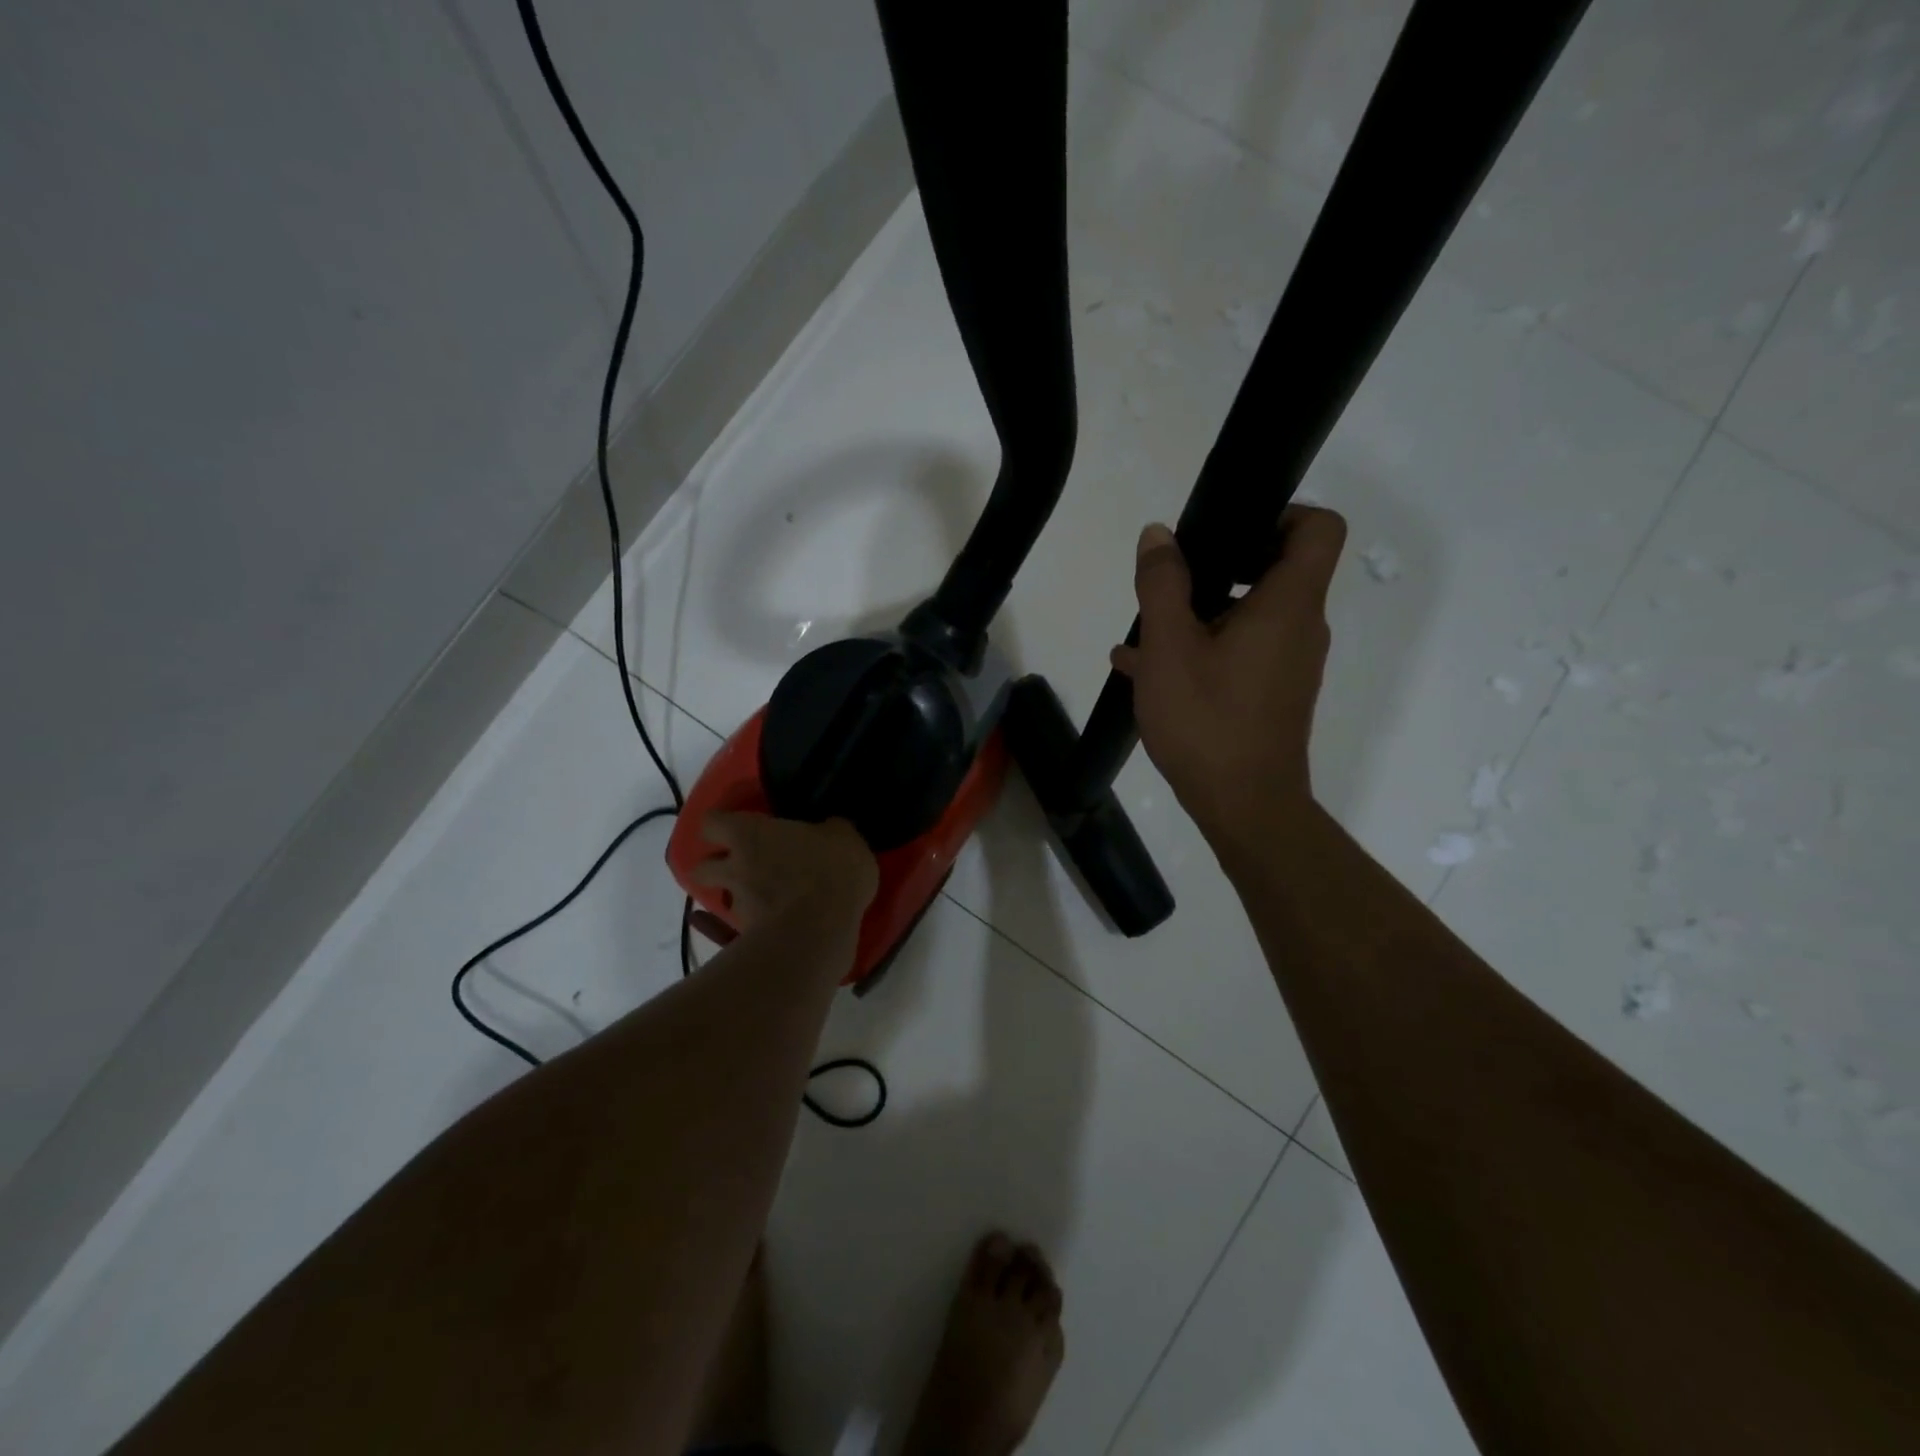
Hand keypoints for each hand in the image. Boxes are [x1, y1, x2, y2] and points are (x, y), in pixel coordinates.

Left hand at [689, 812, 877, 935]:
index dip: (720, 824)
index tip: (737, 825)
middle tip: (742, 865)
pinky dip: (747, 932)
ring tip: (763, 903)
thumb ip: (828, 830)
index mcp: (749, 836)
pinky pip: (738, 934)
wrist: (823, 930)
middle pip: (701, 868)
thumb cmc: (830, 870)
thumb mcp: (845, 836)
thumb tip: (829, 830)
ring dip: (739, 899)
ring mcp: (739, 908)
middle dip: (715, 867)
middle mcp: (735, 870)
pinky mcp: (748, 941)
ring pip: (724, 901)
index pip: (711, 823)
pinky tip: (768, 933)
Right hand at [1111, 507, 1346, 852]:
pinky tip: (1145, 669)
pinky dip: (1201, 648)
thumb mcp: (1170, 647)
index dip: (1280, 512)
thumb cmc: (1208, 721)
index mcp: (1289, 604)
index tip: (1227, 530)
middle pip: (1277, 569)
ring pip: (1248, 615)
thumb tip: (1159, 535)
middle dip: (1220, 565)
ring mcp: (1288, 664)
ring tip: (1143, 633)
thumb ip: (1162, 584)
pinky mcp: (1271, 695)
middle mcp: (1300, 628)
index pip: (1319, 527)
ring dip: (1198, 613)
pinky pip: (1238, 652)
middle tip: (1172, 580)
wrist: (1244, 808)